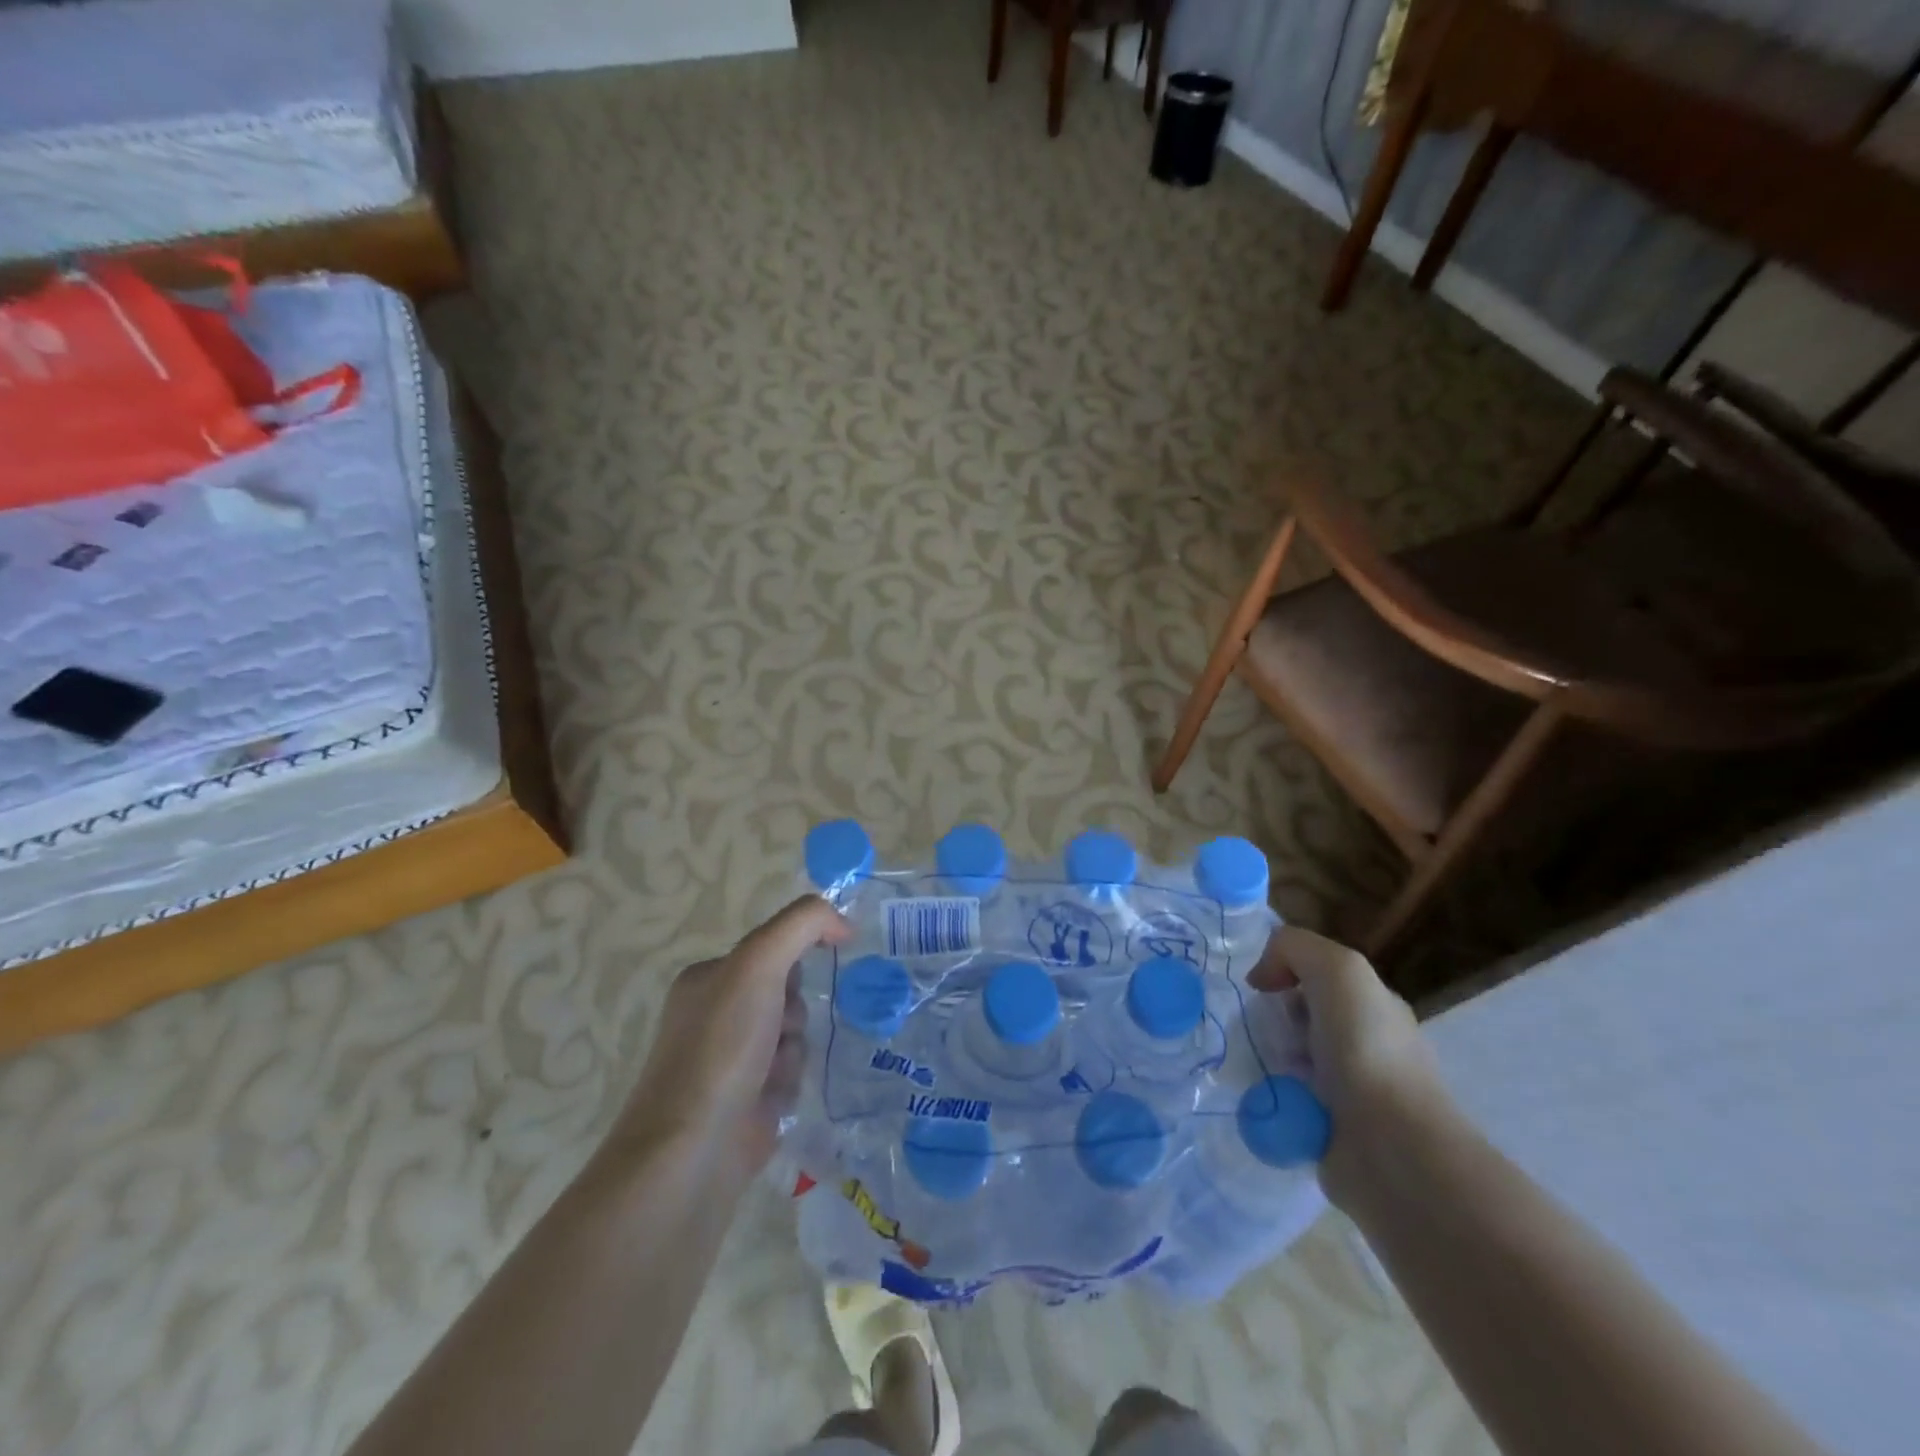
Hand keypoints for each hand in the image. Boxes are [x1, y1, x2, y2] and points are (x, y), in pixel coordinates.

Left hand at [613, 896, 850, 1178]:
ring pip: (794, 1034)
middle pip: (787, 992)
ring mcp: (731, 1059)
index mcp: (708, 979)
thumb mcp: (759, 963)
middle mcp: (716, 1014)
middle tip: (778, 1029)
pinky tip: (771, 1099)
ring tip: (771, 1073)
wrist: (695, 1147)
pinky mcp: (748, 1099)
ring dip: (793, 1050)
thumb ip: (801, 924)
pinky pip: (791, 1072)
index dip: (795, 958)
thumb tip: (843, 923)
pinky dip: (789, 1082)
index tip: (814, 971)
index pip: (772, 949)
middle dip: (792, 1011)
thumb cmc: (722, 1046)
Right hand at [1250, 924, 1449, 1205]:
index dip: (1285, 974)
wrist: (1389, 1146)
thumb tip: (1261, 978)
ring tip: (1255, 1064)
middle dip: (1270, 1019)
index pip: (1316, 977)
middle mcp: (1362, 1045)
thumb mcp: (1338, 969)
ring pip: (1285, 1058)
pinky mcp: (1325, 1130)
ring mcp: (1346, 1092)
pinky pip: (1281, 1100)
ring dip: (1264, 1057)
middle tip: (1259, 1030)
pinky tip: (1260, 1097)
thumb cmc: (1367, 1049)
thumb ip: (1294, 948)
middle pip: (1296, 1016)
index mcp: (1373, 1007)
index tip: (1263, 989)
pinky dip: (1265, 1097)